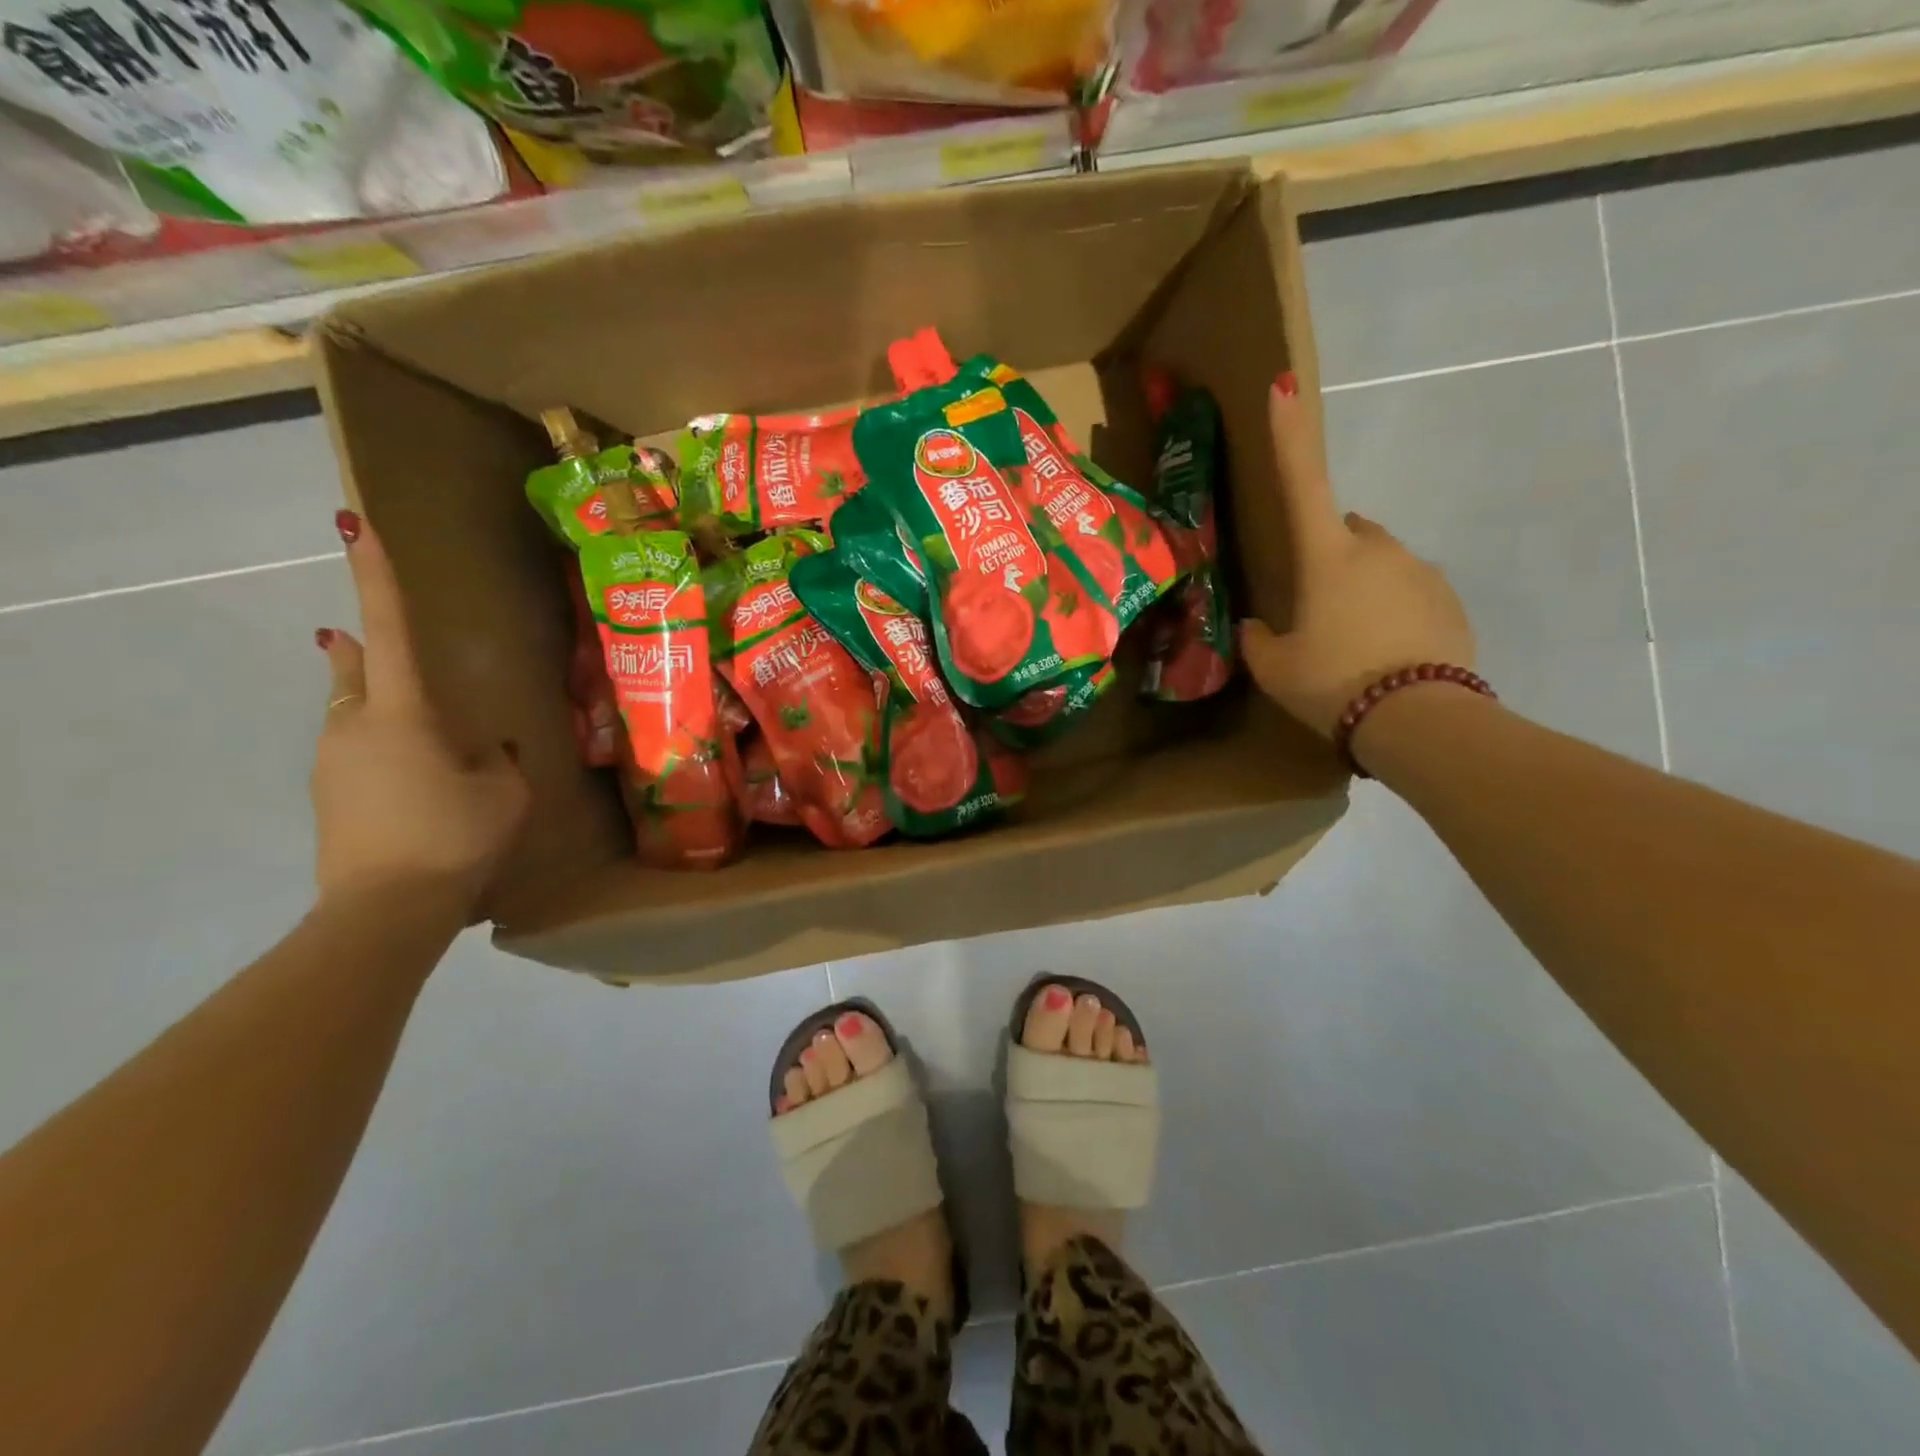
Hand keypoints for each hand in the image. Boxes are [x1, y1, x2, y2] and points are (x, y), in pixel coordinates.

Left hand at [312, 512, 528, 917]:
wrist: (385, 910)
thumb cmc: (454, 837)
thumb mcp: (504, 793)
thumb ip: (500, 760)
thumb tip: (490, 748)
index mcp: (402, 714)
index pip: (389, 631)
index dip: (375, 576)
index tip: (351, 524)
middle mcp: (354, 726)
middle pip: (352, 670)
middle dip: (359, 650)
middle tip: (360, 640)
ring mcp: (332, 762)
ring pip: (350, 715)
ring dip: (374, 708)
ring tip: (419, 734)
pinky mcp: (328, 796)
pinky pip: (353, 753)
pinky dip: (380, 751)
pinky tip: (414, 781)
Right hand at [1240, 376, 1475, 737]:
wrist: (1420, 720)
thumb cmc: (1333, 683)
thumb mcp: (1275, 667)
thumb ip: (1258, 638)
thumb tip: (1257, 625)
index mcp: (1327, 556)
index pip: (1303, 482)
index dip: (1289, 435)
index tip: (1284, 385)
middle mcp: (1378, 549)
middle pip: (1346, 530)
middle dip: (1329, 553)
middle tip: (1312, 605)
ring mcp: (1420, 571)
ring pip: (1380, 563)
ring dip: (1361, 587)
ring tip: (1351, 642)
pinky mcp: (1450, 599)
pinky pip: (1410, 591)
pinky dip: (1393, 610)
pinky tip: (1384, 653)